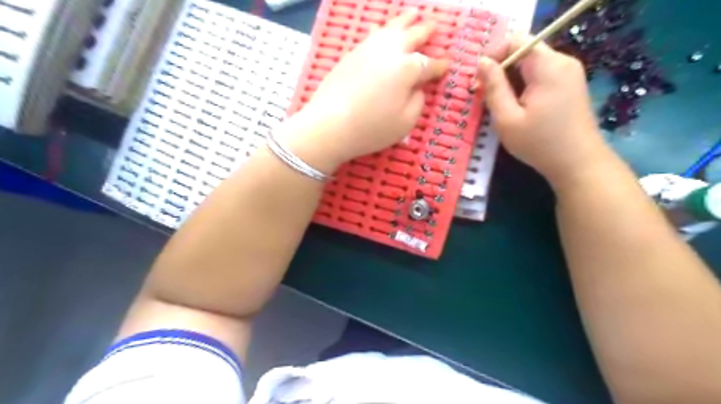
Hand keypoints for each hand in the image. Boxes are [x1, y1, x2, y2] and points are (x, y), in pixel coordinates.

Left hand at [284, 10, 448, 171]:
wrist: (330, 125)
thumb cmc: (371, 128)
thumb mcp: (405, 122)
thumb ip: (417, 102)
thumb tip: (417, 88)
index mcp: (408, 69)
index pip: (429, 65)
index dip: (440, 66)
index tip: (448, 64)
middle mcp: (390, 52)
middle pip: (412, 36)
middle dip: (425, 31)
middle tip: (435, 26)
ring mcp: (368, 50)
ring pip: (391, 28)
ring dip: (405, 20)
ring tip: (413, 14)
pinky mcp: (351, 54)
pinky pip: (371, 35)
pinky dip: (381, 30)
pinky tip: (380, 28)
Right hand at [478, 35, 610, 185]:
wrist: (578, 163)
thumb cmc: (539, 143)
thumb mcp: (507, 118)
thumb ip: (493, 87)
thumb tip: (482, 62)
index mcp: (548, 66)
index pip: (516, 41)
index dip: (494, 55)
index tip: (480, 80)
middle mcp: (562, 62)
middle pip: (524, 51)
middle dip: (501, 70)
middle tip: (485, 97)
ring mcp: (569, 73)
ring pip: (531, 64)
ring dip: (511, 80)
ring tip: (500, 105)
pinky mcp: (570, 85)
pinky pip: (541, 75)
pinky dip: (524, 86)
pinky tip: (517, 107)